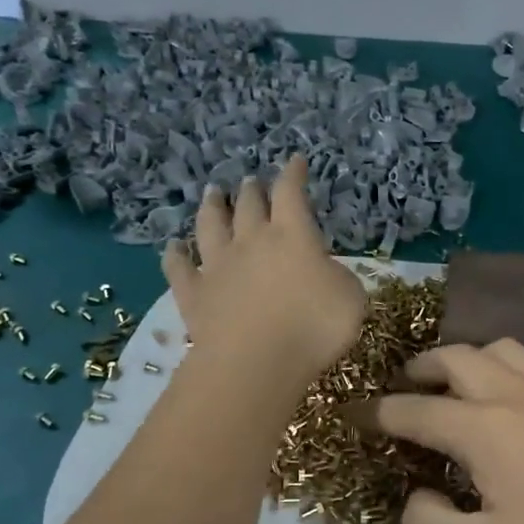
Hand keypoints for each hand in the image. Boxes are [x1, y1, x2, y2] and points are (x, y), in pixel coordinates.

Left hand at [162, 156, 365, 389]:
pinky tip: (173, 247)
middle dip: (253, 190)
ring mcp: (217, 266)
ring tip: (213, 193)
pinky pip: (179, 268)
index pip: (291, 193)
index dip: (294, 174)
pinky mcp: (193, 294)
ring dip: (212, 207)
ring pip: (210, 226)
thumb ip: (338, 278)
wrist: (255, 361)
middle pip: (249, 205)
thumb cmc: (313, 327)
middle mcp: (251, 241)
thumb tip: (324, 272)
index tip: (296, 162)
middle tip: (251, 181)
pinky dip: (175, 255)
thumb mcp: (351, 299)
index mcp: (292, 235)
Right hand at [375, 341, 523, 523]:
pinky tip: (519, 396)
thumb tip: (419, 491)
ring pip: (507, 349)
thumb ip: (423, 520)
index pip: (417, 410)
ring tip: (456, 388)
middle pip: (460, 357)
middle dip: (422, 369)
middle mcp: (523, 397)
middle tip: (402, 391)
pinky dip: (521, 369)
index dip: (379, 414)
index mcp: (488, 429)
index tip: (354, 418)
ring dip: (471, 360)